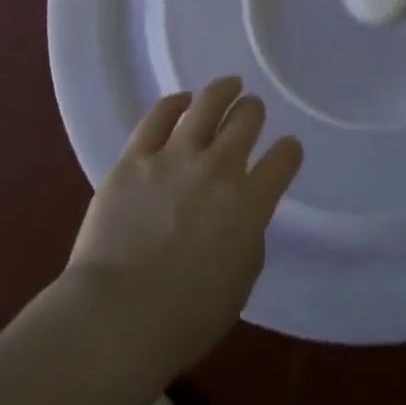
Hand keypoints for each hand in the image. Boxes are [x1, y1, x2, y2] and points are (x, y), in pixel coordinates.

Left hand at [67, 76, 303, 370]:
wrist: (116, 319)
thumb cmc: (185, 318)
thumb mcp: (240, 281)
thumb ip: (248, 237)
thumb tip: (240, 216)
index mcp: (251, 202)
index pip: (285, 158)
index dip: (289, 151)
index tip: (286, 152)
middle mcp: (220, 168)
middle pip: (247, 118)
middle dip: (253, 112)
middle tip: (251, 112)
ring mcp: (175, 157)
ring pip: (208, 103)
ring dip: (224, 91)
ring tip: (229, 86)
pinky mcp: (135, 157)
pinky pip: (158, 116)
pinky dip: (174, 103)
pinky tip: (181, 101)